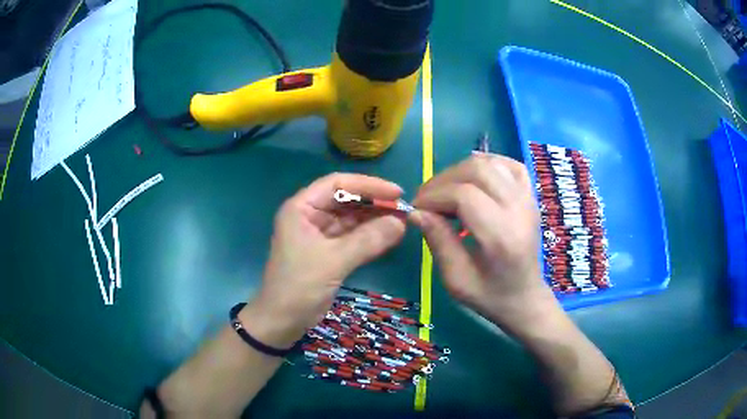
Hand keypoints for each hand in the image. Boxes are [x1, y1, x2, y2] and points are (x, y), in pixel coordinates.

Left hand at [249, 173, 406, 346]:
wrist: (282, 321)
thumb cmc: (299, 286)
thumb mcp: (333, 261)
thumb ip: (367, 240)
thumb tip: (401, 222)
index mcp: (302, 208)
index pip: (337, 183)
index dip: (368, 185)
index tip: (396, 193)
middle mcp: (310, 215)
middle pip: (346, 199)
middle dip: (374, 203)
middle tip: (404, 210)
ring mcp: (319, 234)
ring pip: (351, 218)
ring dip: (375, 219)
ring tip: (402, 221)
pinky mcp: (328, 251)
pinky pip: (352, 236)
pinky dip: (370, 235)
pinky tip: (390, 235)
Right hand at [410, 154, 549, 326]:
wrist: (525, 298)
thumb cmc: (490, 296)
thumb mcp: (457, 280)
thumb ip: (438, 242)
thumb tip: (416, 212)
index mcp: (502, 237)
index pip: (464, 196)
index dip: (434, 196)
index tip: (417, 209)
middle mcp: (519, 211)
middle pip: (478, 171)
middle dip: (444, 180)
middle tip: (427, 199)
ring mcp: (529, 199)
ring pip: (492, 162)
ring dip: (461, 170)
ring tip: (447, 190)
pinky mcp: (531, 196)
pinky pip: (510, 164)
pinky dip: (487, 163)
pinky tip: (473, 178)